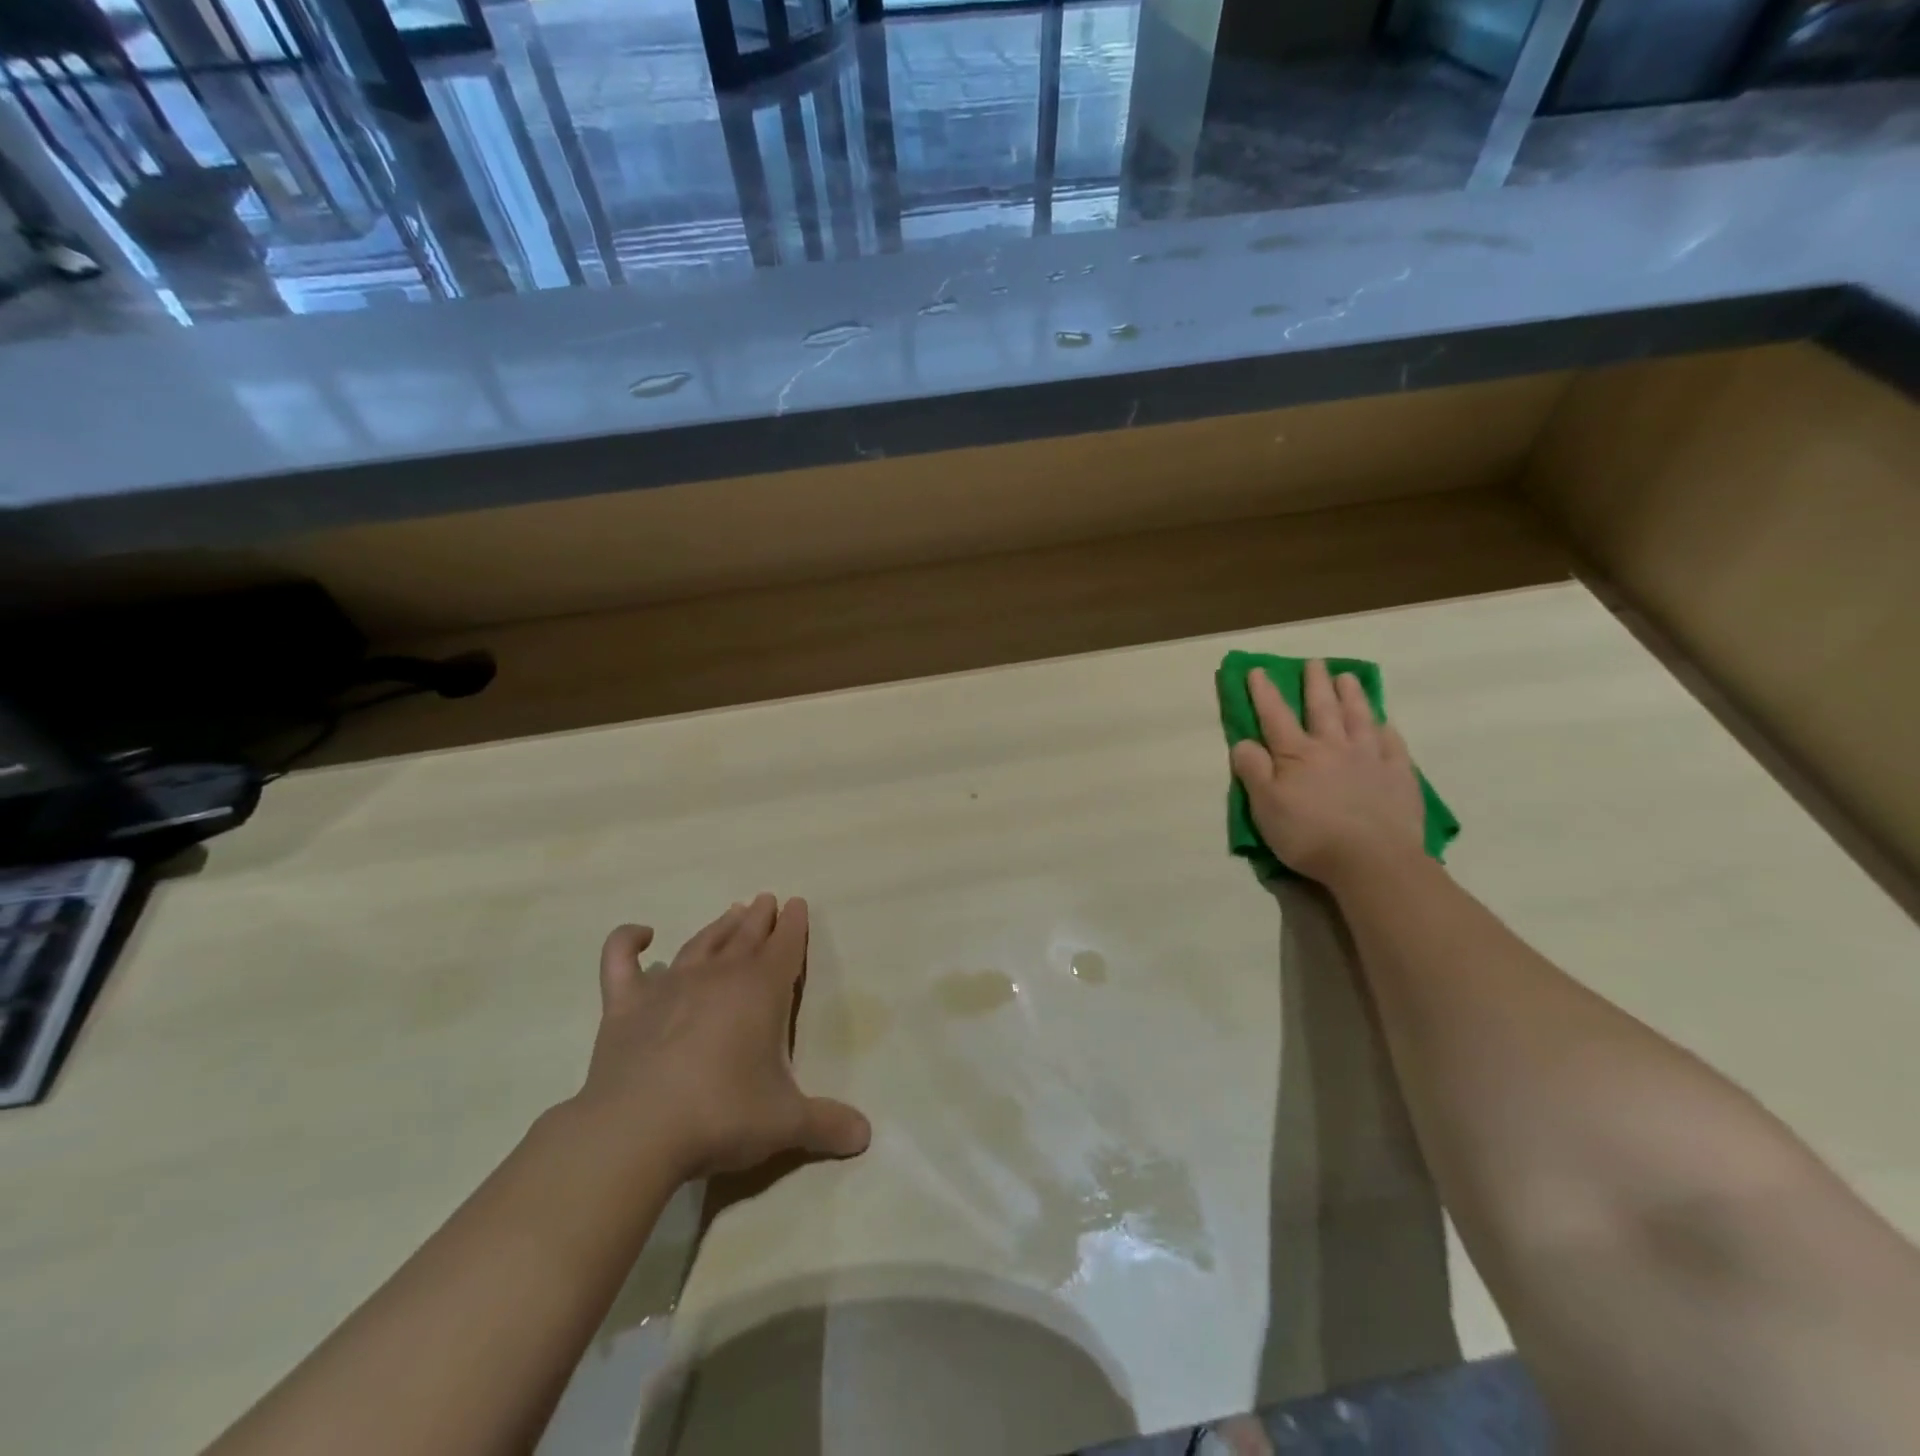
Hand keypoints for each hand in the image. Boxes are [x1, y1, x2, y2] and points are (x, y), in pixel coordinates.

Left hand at [574, 894, 870, 1182]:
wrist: (637, 1131)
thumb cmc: (722, 1115)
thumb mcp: (785, 1122)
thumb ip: (826, 1123)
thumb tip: (866, 1136)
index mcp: (761, 990)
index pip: (785, 945)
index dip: (794, 925)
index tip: (797, 904)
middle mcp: (718, 976)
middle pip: (745, 936)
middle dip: (760, 917)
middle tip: (766, 900)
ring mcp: (668, 986)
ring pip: (700, 942)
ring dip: (719, 925)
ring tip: (732, 910)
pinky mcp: (625, 1005)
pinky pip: (621, 960)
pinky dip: (627, 941)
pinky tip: (641, 933)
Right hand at [1229, 659, 1425, 886]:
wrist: (1373, 861)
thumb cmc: (1310, 835)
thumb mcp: (1265, 806)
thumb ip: (1253, 770)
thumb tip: (1243, 741)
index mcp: (1297, 754)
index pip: (1275, 717)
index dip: (1264, 693)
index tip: (1258, 670)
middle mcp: (1334, 747)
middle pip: (1322, 709)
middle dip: (1315, 684)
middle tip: (1315, 663)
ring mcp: (1371, 759)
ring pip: (1360, 718)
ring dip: (1353, 696)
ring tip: (1348, 677)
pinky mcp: (1399, 777)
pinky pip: (1393, 745)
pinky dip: (1387, 730)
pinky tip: (1386, 724)